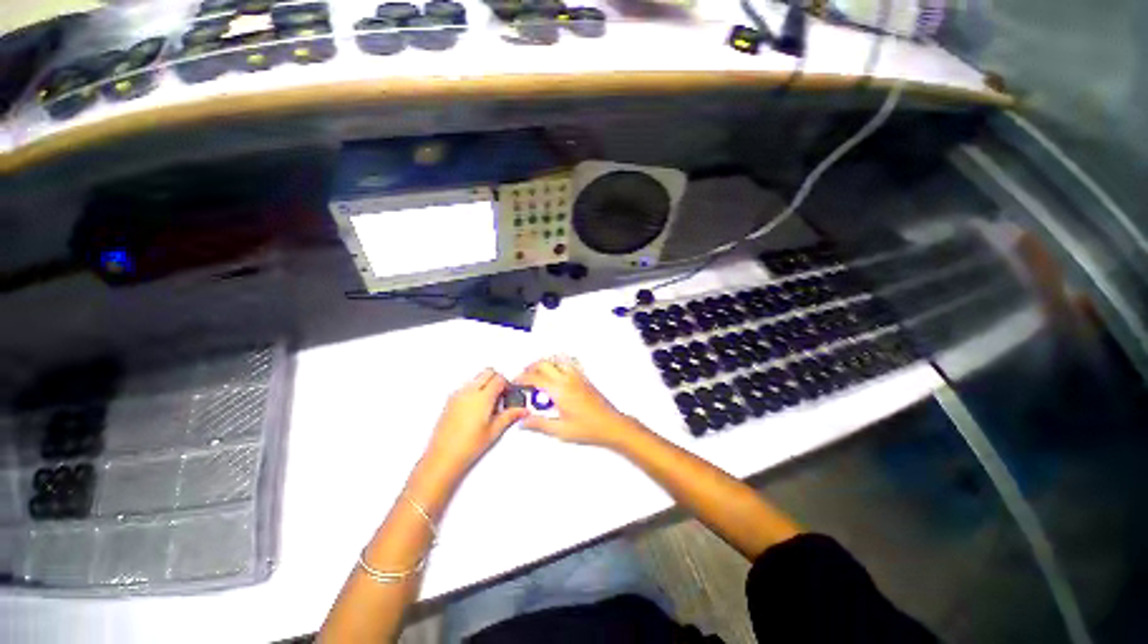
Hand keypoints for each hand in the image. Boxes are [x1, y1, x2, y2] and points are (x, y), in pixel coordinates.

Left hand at [424, 369, 527, 471]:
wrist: (443, 458)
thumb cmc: (467, 447)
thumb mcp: (494, 431)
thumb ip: (510, 416)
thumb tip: (522, 410)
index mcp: (482, 397)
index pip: (499, 378)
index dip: (507, 385)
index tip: (510, 395)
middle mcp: (468, 392)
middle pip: (487, 372)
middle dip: (497, 380)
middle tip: (502, 396)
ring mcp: (457, 395)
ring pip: (476, 378)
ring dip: (485, 384)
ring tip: (490, 405)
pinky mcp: (450, 401)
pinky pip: (466, 387)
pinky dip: (475, 391)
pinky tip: (477, 410)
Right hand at [515, 357, 645, 447]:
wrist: (611, 424)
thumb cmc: (589, 428)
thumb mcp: (560, 430)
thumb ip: (539, 424)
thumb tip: (523, 421)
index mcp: (560, 391)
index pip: (535, 377)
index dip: (522, 378)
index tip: (515, 382)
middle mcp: (568, 379)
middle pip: (544, 363)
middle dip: (530, 368)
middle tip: (524, 378)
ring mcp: (577, 376)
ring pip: (556, 360)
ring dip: (544, 364)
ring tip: (537, 374)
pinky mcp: (584, 378)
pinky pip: (568, 363)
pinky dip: (557, 364)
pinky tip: (555, 374)